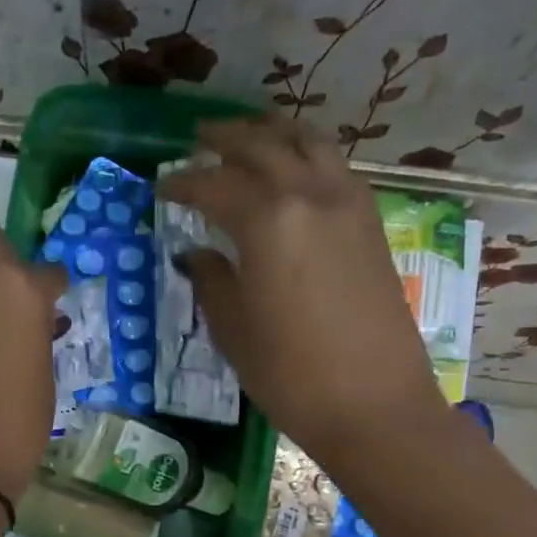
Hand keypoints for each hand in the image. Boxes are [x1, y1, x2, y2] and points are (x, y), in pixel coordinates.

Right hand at [158, 118, 447, 465]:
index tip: (161, 186)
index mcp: (267, 221)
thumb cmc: (291, 374)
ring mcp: (348, 204)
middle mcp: (309, 195)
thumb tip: (194, 254)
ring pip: (308, 142)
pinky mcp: (371, 222)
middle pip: (262, 146)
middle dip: (225, 139)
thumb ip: (211, 281)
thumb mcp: (234, 331)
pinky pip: (335, 166)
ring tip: (249, 136)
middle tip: (198, 141)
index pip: (214, 186)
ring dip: (273, 132)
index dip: (183, 184)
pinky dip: (308, 153)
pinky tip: (294, 170)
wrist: (374, 404)